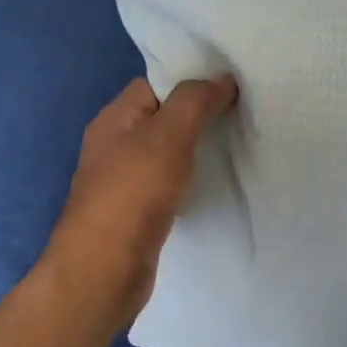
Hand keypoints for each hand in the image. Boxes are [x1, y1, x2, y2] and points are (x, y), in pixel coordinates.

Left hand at [45, 74, 238, 331]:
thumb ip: (195, 101)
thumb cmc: (135, 192)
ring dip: (195, 150)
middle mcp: (114, 144)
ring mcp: (123, 181)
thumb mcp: (169, 134)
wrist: (105, 268)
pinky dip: (189, 180)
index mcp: (115, 118)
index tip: (231, 85)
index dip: (191, 80)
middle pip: (162, 118)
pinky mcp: (135, 212)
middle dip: (199, 115)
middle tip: (242, 114)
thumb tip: (222, 78)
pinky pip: (167, 183)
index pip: (156, 84)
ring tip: (235, 145)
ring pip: (166, 153)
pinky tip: (213, 184)